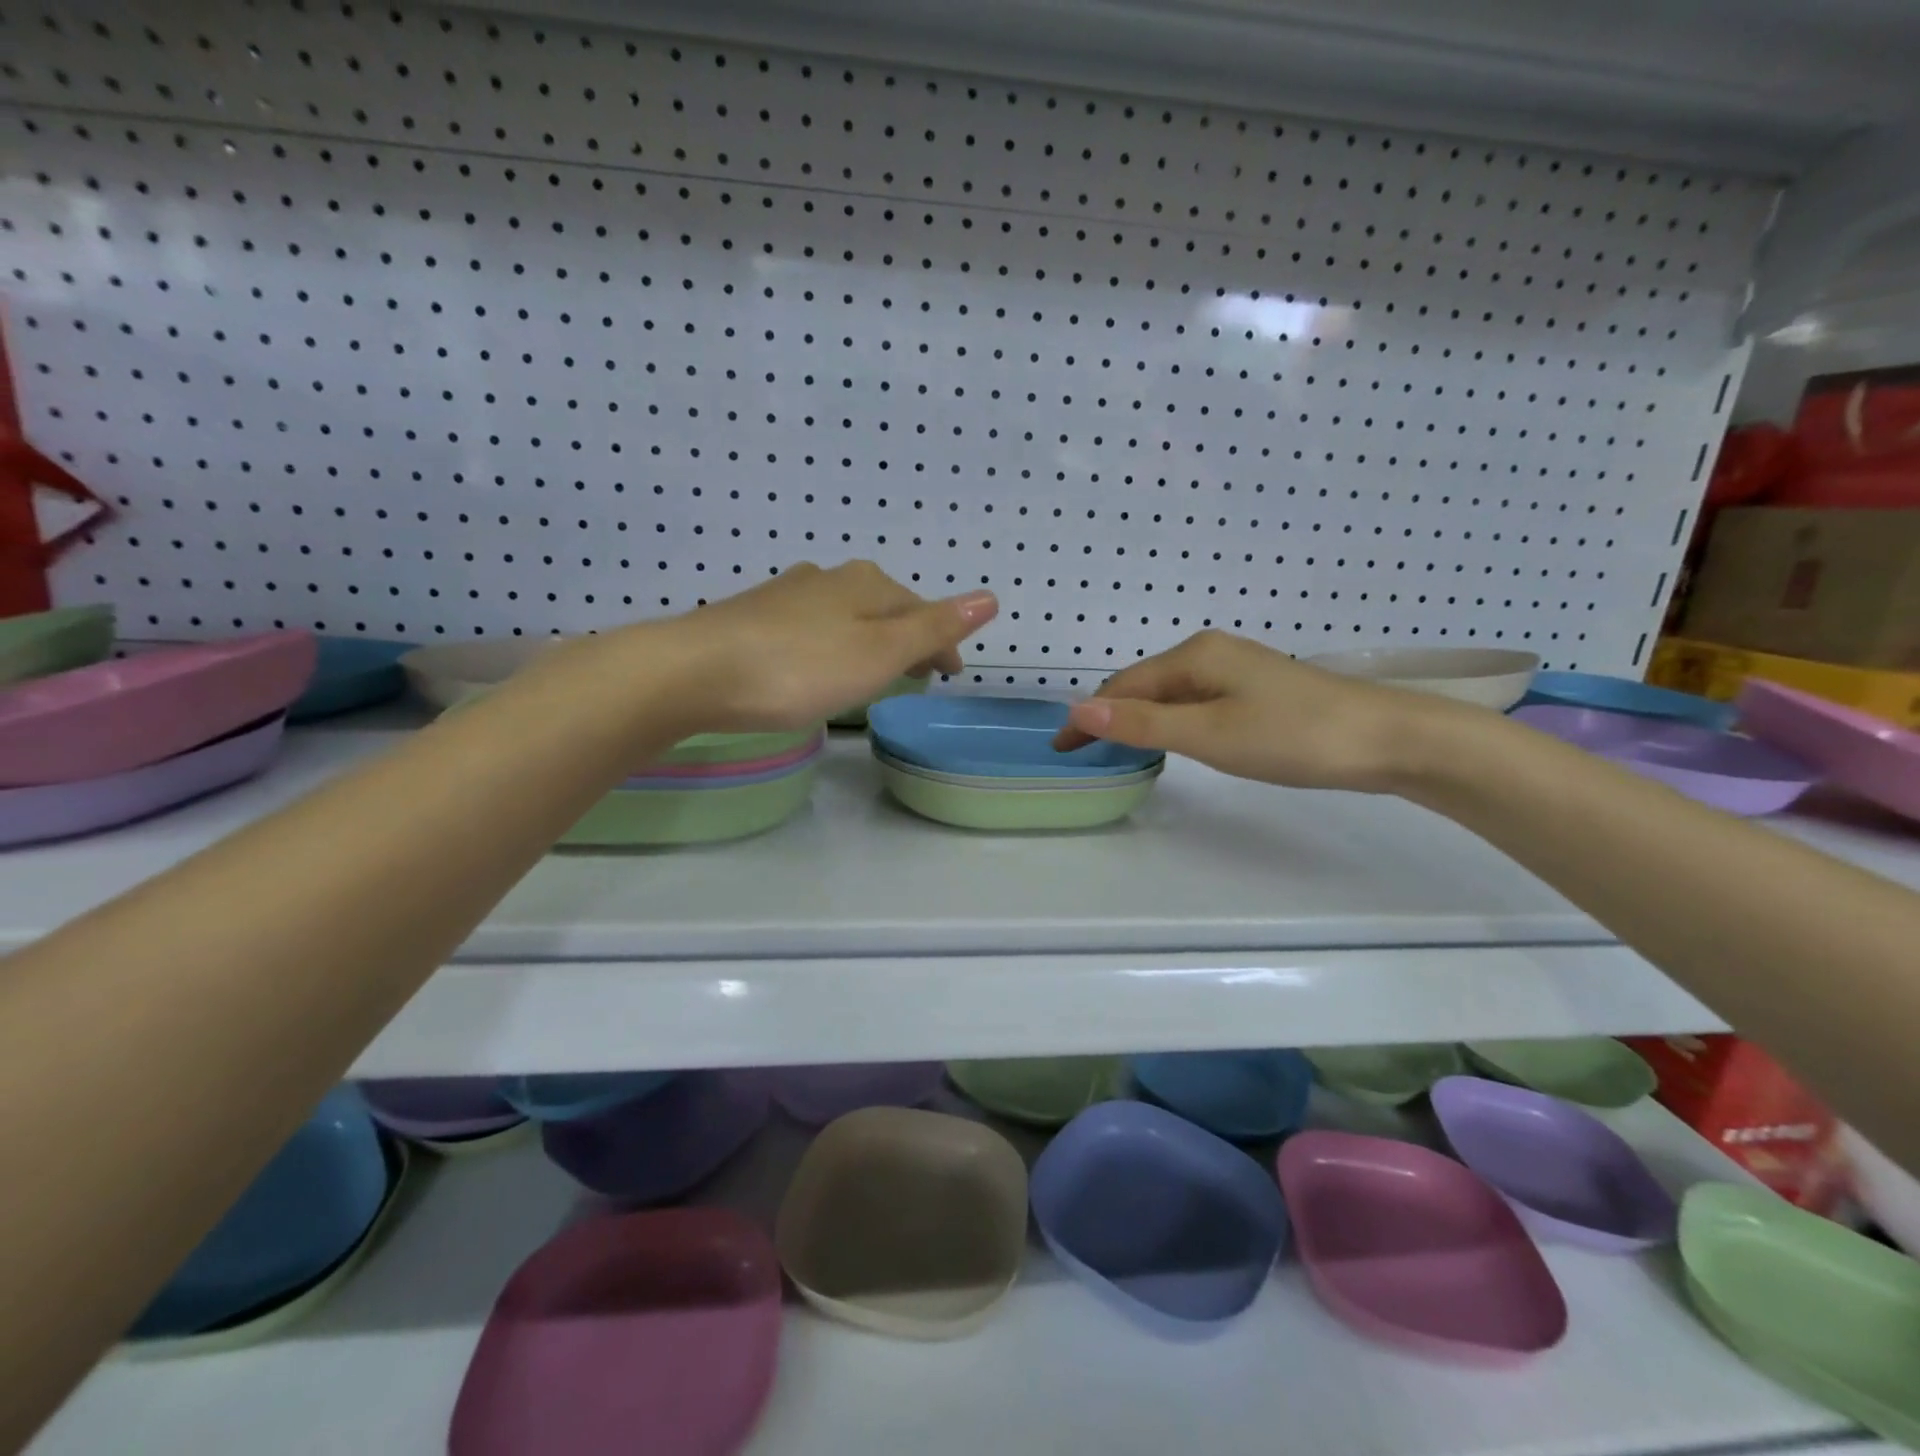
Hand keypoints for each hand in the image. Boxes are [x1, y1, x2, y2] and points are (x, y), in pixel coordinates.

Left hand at [648, 561, 997, 731]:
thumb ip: (933, 628)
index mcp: (866, 585)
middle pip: (884, 608)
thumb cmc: (799, 668)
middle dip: (907, 637)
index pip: (922, 611)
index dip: (942, 643)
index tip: (952, 674)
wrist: (694, 672)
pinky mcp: (753, 616)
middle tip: (920, 673)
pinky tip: (817, 660)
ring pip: (846, 615)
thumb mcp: (879, 653)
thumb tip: (990, 596)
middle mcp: (828, 579)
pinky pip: (812, 626)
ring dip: (869, 639)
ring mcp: (787, 594)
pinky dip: (832, 643)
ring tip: (874, 670)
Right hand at [1053, 629, 1450, 791]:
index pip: (1123, 686)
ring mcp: (1236, 668)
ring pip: (1169, 694)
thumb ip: (1144, 724)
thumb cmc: (1293, 735)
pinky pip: (1194, 701)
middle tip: (1086, 755)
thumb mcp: (1209, 735)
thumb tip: (1078, 710)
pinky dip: (1170, 720)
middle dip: (1110, 716)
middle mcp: (1210, 652)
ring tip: (1118, 750)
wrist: (1387, 739)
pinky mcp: (1256, 688)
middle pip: (1144, 685)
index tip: (1063, 750)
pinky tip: (1173, 739)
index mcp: (1194, 655)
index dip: (1089, 717)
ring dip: (1139, 719)